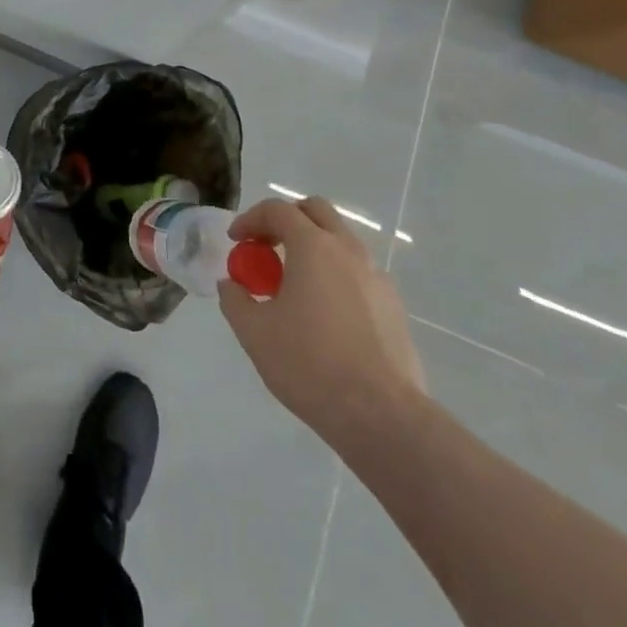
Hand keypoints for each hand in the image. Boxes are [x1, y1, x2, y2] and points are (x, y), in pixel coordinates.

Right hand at [219, 196, 427, 445]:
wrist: (381, 417)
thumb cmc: (310, 365)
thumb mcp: (254, 333)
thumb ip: (234, 299)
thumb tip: (232, 284)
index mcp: (313, 247)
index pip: (278, 210)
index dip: (251, 219)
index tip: (236, 240)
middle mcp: (348, 251)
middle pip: (316, 212)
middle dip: (287, 220)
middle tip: (267, 248)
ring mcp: (376, 278)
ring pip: (341, 242)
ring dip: (313, 248)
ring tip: (294, 285)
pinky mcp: (394, 307)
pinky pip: (358, 274)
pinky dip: (335, 276)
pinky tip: (325, 314)